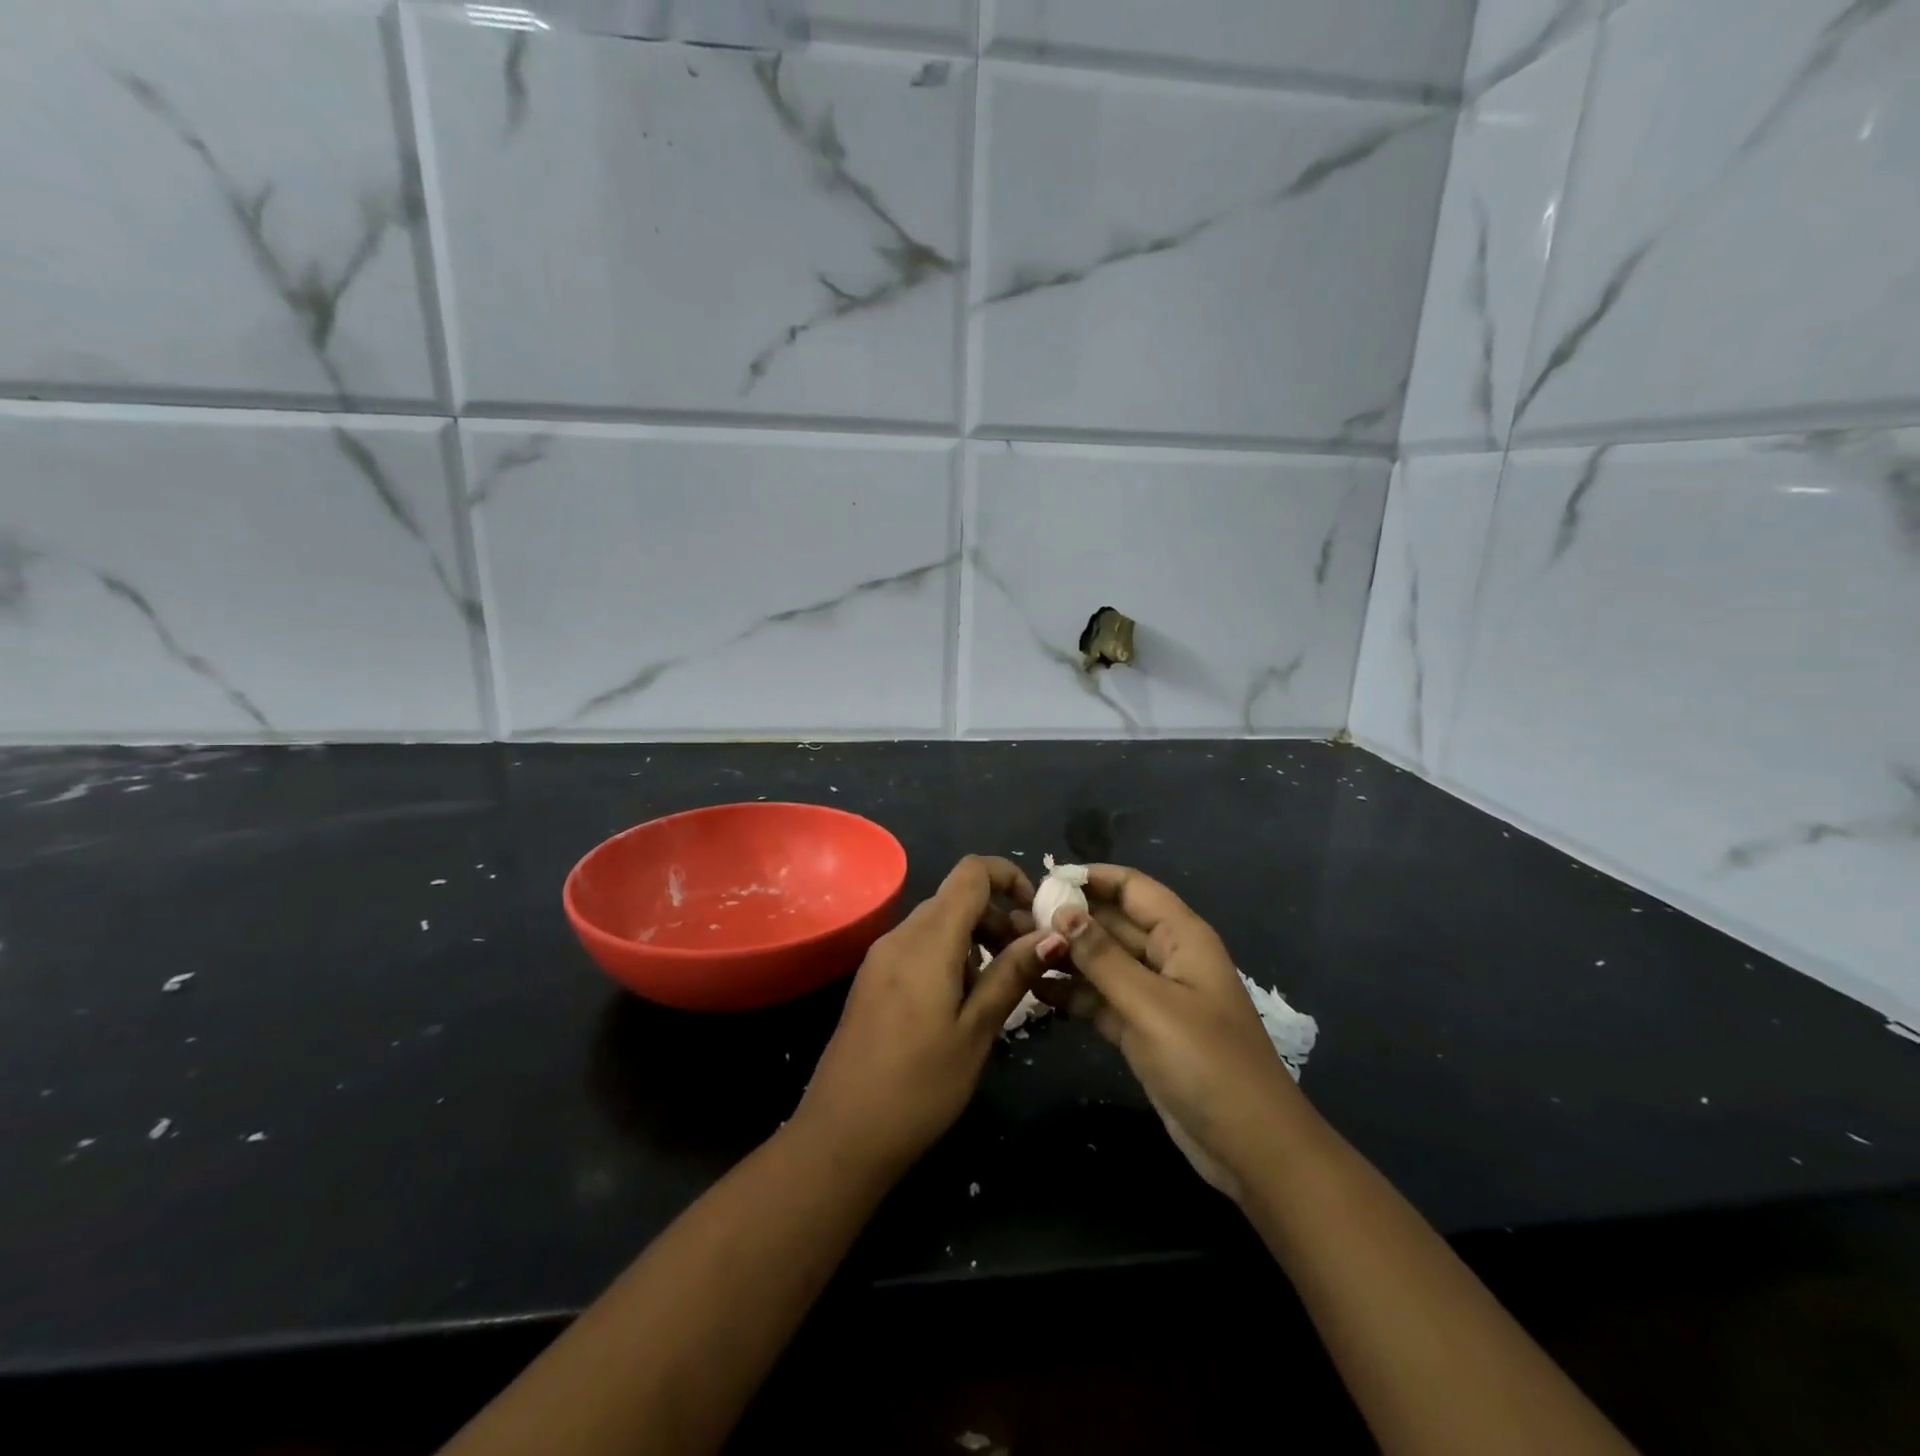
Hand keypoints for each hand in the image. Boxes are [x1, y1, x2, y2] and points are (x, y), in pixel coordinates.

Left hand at [793, 855, 1067, 1179]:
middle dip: (997, 917)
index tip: (1037, 914)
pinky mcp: (873, 979)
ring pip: (938, 923)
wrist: (841, 1135)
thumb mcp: (976, 1031)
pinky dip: (950, 956)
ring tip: (998, 990)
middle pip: (956, 897)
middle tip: (1027, 962)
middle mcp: (900, 936)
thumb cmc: (918, 1088)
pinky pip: (919, 946)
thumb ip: (1012, 974)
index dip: (1009, 877)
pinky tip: (961, 1003)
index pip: (972, 872)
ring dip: (975, 939)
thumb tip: (1052, 934)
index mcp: (928, 940)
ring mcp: (881, 957)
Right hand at [1032, 864, 1303, 1201]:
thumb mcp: (1151, 1005)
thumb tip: (1061, 912)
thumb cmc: (1207, 1063)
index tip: (1041, 880)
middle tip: (1014, 919)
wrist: (1251, 1147)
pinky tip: (1034, 990)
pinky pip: (1100, 998)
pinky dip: (1072, 994)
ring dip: (1064, 956)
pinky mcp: (1140, 1028)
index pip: (1131, 887)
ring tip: (1014, 950)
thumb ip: (1102, 958)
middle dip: (1068, 918)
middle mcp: (1166, 957)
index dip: (1090, 878)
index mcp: (1181, 936)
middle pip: (1112, 922)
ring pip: (1102, 961)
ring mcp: (1153, 995)